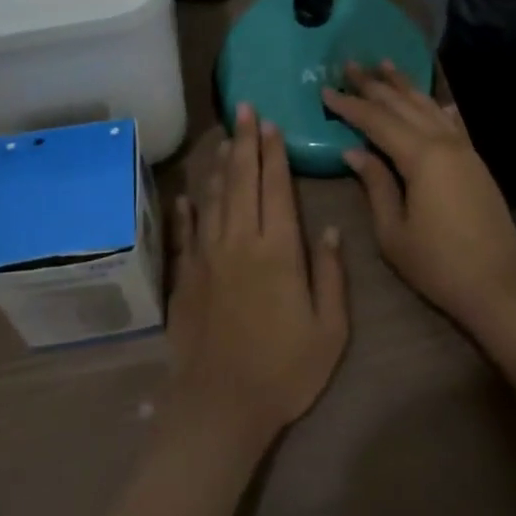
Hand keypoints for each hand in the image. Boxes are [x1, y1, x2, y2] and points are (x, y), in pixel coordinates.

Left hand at [165, 105, 348, 451]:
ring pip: (214, 198)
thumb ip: (330, 274)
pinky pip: (186, 232)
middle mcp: (240, 241)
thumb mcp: (329, 330)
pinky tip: (187, 194)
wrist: (220, 407)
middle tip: (245, 109)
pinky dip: (187, 209)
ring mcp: (208, 256)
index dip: (274, 153)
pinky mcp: (185, 276)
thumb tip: (329, 229)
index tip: (272, 124)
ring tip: (225, 138)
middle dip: (246, 142)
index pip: (276, 188)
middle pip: (242, 180)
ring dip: (221, 165)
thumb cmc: (284, 370)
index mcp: (278, 250)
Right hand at [323, 64, 515, 340]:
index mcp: (421, 157)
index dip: (350, 105)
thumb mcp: (394, 233)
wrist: (500, 286)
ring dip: (405, 86)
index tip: (326, 90)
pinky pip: (453, 122)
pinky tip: (435, 99)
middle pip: (403, 105)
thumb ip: (376, 185)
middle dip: (374, 84)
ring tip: (385, 64)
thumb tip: (354, 151)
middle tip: (350, 64)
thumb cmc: (440, 265)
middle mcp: (444, 143)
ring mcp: (464, 149)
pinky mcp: (476, 162)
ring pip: (429, 107)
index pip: (377, 121)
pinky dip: (437, 106)